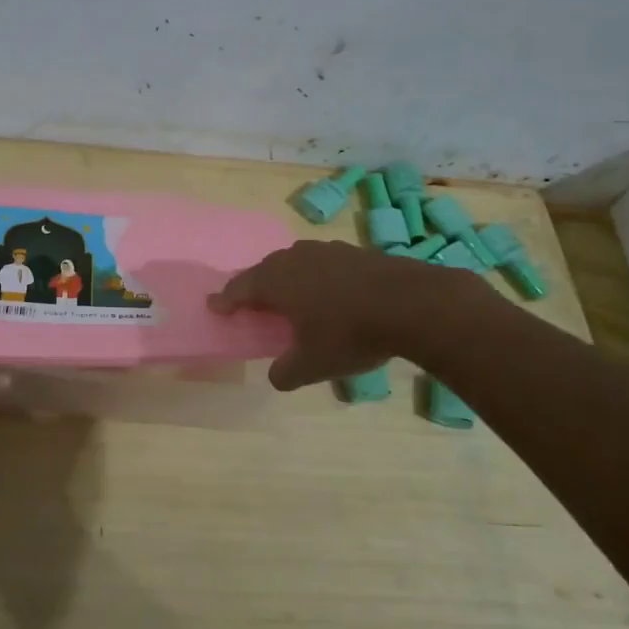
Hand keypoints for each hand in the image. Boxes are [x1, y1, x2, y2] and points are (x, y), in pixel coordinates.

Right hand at [208, 239, 466, 389]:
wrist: (414, 304)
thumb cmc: (351, 334)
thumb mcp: (312, 365)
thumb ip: (285, 372)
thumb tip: (276, 376)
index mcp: (276, 282)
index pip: (240, 288)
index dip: (225, 300)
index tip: (214, 305)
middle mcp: (295, 259)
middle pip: (265, 270)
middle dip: (255, 285)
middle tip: (251, 301)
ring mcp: (327, 251)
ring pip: (295, 262)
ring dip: (286, 277)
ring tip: (290, 296)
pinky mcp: (355, 252)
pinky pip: (322, 263)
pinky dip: (316, 277)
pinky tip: (329, 292)